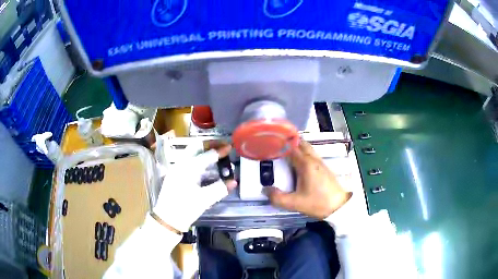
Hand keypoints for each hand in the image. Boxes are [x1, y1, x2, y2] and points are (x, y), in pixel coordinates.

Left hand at [152, 143, 236, 231]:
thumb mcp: (204, 199)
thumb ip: (220, 188)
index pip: (207, 155)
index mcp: (188, 168)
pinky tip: (205, 169)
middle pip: (196, 147)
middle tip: (221, 147)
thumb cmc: (185, 208)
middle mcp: (181, 165)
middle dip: (209, 145)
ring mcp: (176, 169)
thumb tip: (233, 181)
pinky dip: (198, 161)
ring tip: (216, 157)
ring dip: (203, 153)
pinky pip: (188, 162)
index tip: (230, 146)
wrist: (167, 219)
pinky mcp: (175, 176)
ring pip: (191, 154)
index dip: (220, 150)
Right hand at [265, 140, 351, 218]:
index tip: (270, 142)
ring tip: (285, 151)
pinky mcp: (324, 167)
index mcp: (305, 164)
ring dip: (297, 146)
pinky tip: (298, 162)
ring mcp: (320, 162)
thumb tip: (265, 190)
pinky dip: (303, 152)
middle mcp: (313, 159)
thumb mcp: (295, 203)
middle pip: (301, 143)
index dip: (281, 143)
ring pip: (307, 148)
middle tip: (277, 144)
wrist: (339, 206)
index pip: (291, 147)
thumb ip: (277, 198)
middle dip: (289, 141)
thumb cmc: (317, 203)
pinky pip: (311, 154)